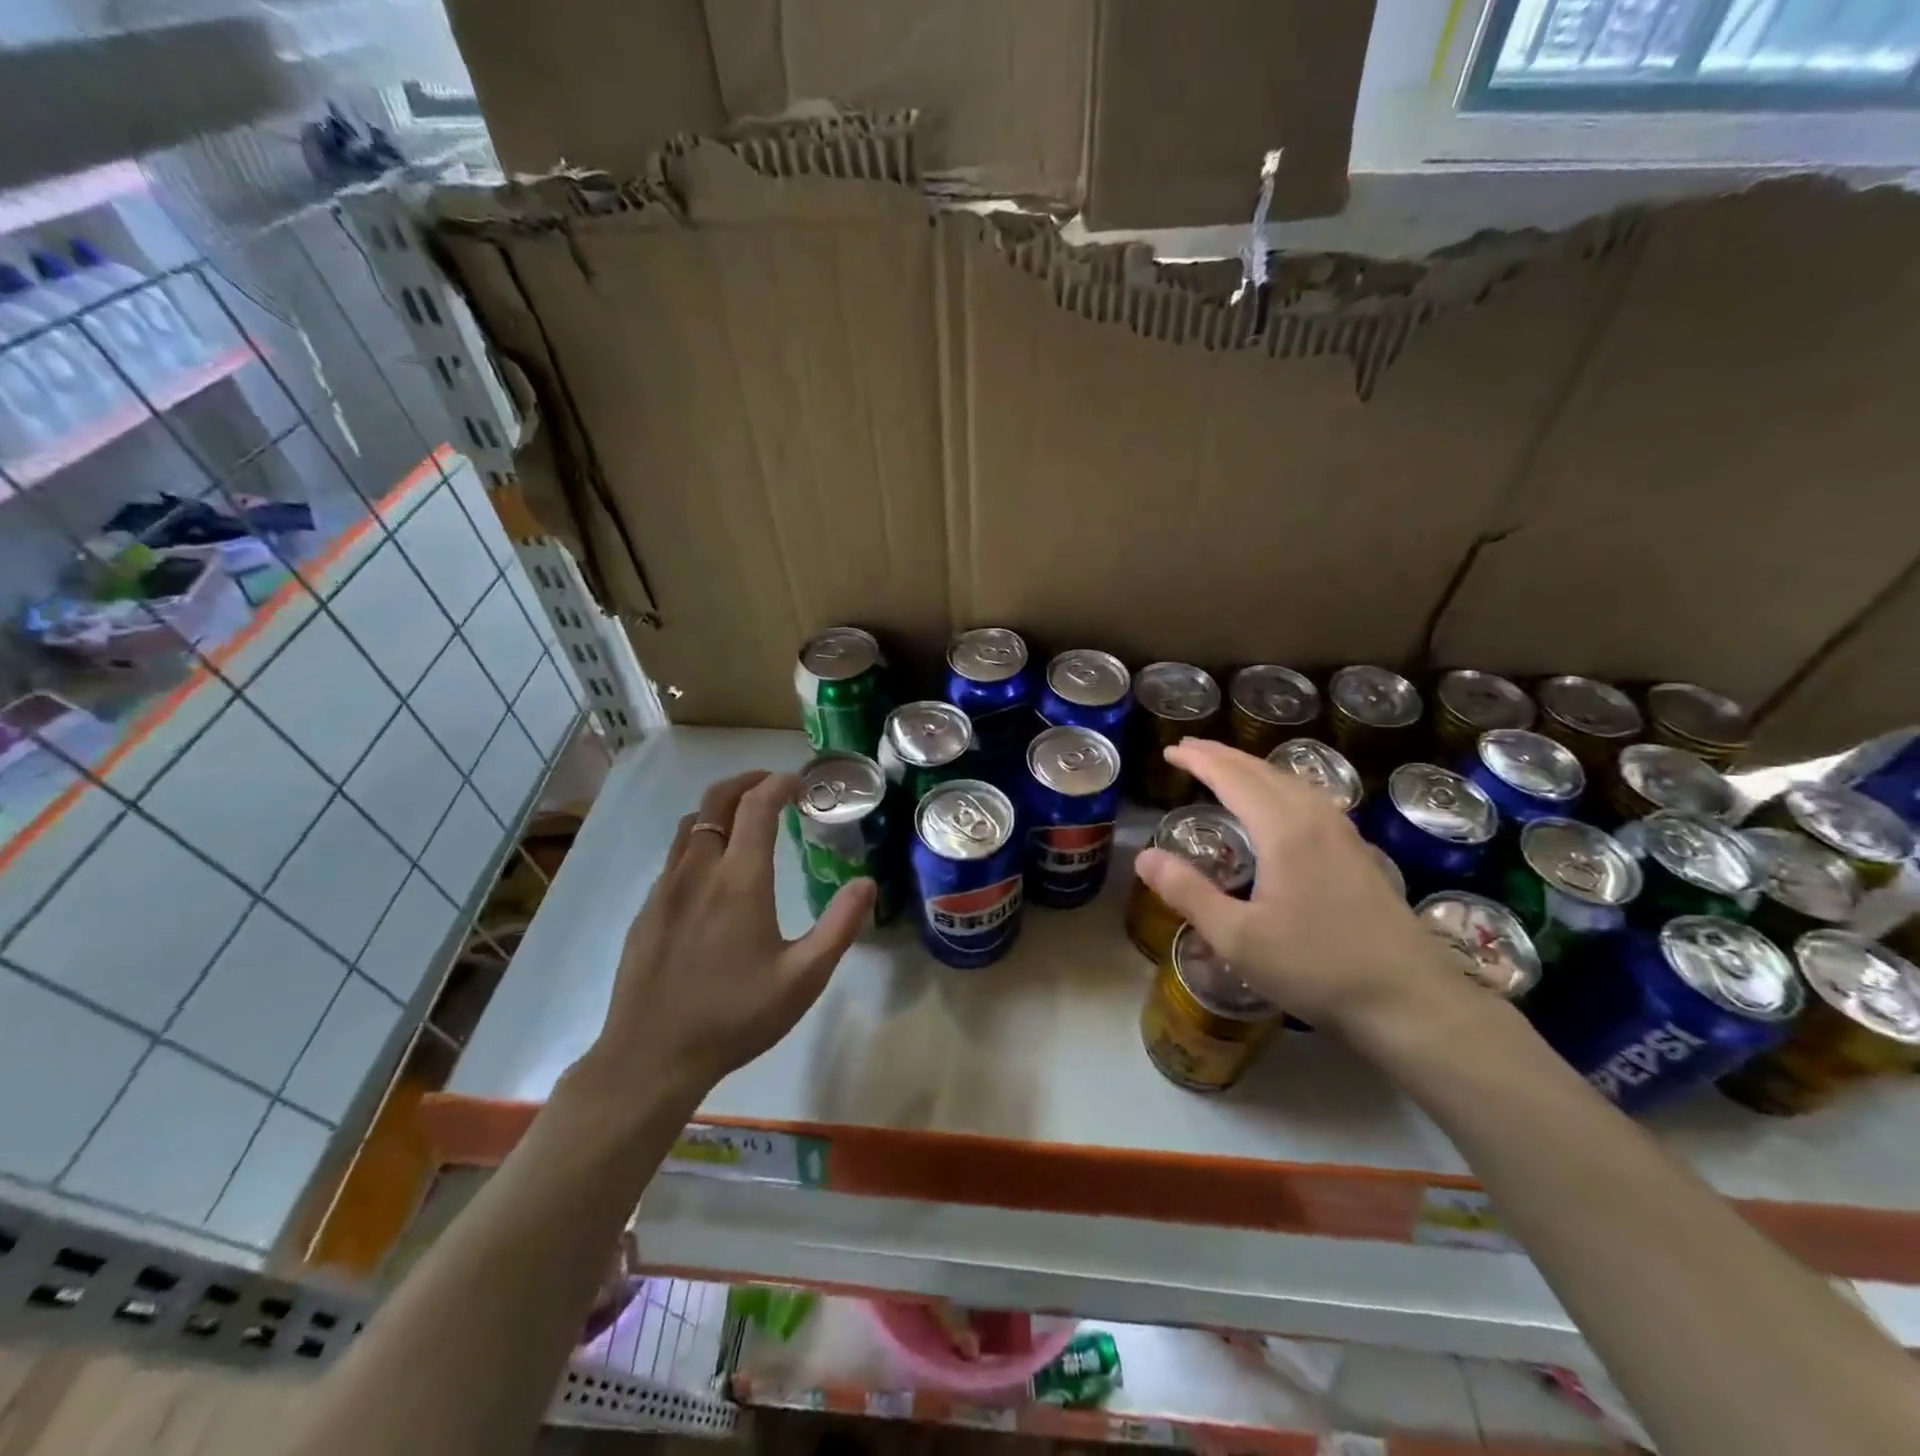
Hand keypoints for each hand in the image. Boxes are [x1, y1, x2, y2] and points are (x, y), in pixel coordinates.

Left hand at [582, 770, 875, 1099]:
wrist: (650, 1058)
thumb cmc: (735, 1017)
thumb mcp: (804, 978)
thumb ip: (840, 926)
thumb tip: (866, 883)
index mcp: (740, 880)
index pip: (757, 806)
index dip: (779, 783)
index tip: (799, 782)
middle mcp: (698, 871)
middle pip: (716, 800)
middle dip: (747, 781)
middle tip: (774, 785)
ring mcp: (665, 889)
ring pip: (690, 824)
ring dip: (720, 808)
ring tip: (745, 819)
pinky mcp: (647, 911)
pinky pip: (674, 856)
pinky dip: (699, 840)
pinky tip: (714, 873)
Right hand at [1133, 739, 1464, 1034]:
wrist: (1410, 1001)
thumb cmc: (1317, 969)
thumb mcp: (1237, 938)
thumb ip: (1187, 893)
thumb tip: (1144, 856)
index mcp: (1284, 831)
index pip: (1233, 778)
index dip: (1199, 761)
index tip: (1170, 750)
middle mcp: (1316, 819)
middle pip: (1264, 772)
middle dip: (1223, 756)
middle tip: (1189, 749)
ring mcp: (1345, 835)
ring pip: (1292, 782)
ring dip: (1253, 768)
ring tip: (1227, 768)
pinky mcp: (1359, 854)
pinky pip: (1310, 799)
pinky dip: (1280, 786)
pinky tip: (1280, 805)